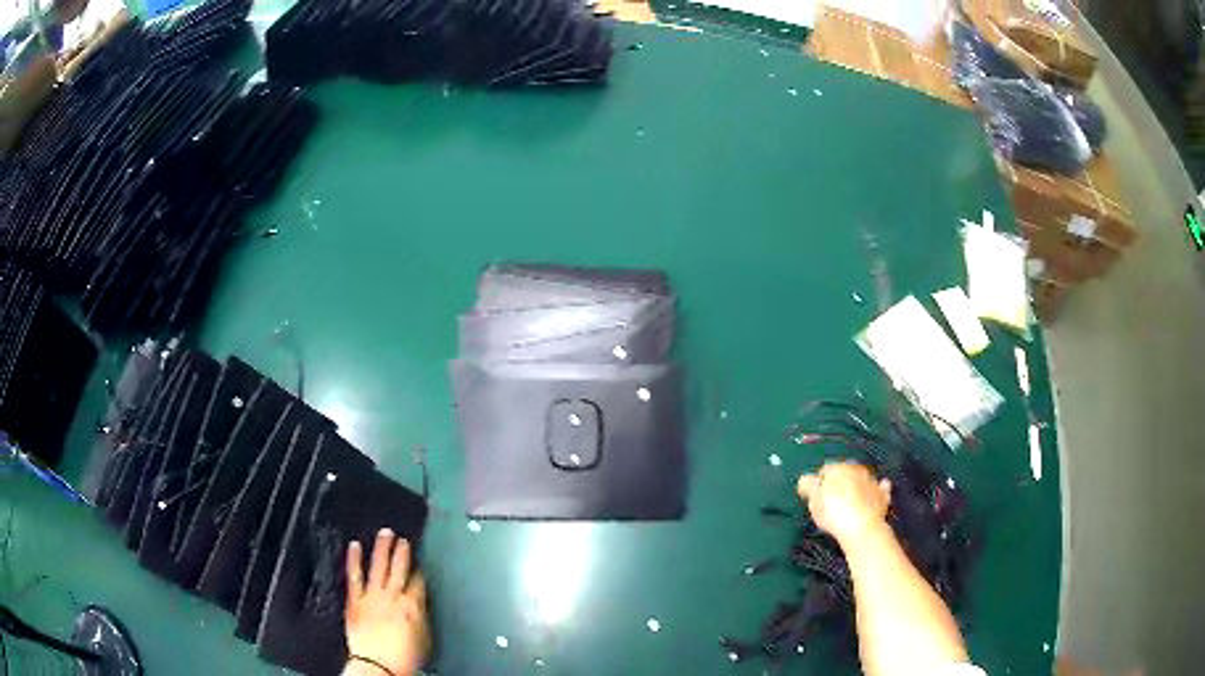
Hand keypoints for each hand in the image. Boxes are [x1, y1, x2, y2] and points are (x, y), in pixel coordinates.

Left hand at [345, 529, 429, 675]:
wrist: (377, 665)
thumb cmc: (403, 659)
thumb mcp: (424, 639)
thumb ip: (421, 618)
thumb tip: (420, 609)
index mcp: (413, 606)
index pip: (419, 582)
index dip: (420, 572)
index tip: (420, 565)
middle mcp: (393, 596)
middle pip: (400, 568)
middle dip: (403, 552)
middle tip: (403, 538)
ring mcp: (372, 595)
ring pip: (379, 565)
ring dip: (382, 548)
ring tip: (385, 533)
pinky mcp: (355, 599)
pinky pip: (354, 575)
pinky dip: (354, 559)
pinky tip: (354, 546)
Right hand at [797, 462, 891, 546]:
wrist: (862, 527)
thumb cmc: (833, 513)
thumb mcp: (813, 501)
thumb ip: (808, 487)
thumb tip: (805, 479)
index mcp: (837, 468)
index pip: (825, 470)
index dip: (819, 482)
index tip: (815, 497)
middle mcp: (856, 469)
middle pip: (844, 473)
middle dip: (839, 482)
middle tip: (831, 500)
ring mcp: (872, 481)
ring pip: (861, 479)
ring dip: (856, 486)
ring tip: (850, 501)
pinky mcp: (883, 494)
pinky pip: (879, 489)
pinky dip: (877, 490)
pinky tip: (874, 494)